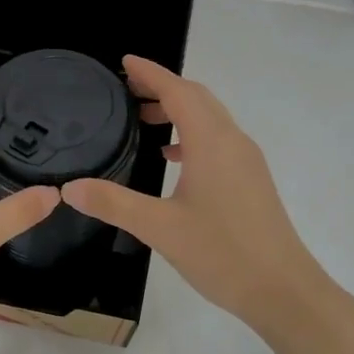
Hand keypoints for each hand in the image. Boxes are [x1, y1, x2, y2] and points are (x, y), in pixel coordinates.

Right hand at [61, 56, 333, 335]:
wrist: (284, 291)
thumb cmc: (223, 253)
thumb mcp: (160, 228)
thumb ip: (113, 203)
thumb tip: (69, 188)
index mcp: (212, 142)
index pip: (178, 91)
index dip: (151, 73)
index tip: (125, 62)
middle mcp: (232, 141)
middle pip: (197, 98)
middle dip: (163, 87)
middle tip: (127, 89)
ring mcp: (246, 161)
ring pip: (210, 118)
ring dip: (178, 110)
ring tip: (142, 120)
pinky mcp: (251, 179)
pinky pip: (218, 140)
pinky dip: (191, 134)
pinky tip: (172, 157)